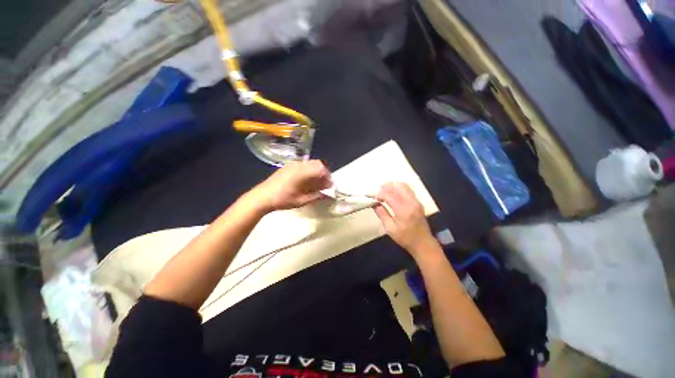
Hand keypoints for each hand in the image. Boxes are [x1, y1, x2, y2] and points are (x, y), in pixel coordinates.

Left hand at [249, 160, 331, 211]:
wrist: (262, 197)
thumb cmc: (283, 199)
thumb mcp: (301, 200)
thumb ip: (316, 196)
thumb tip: (327, 194)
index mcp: (303, 172)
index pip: (321, 168)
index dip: (328, 176)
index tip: (330, 185)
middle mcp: (299, 165)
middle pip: (317, 163)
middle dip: (323, 173)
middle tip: (324, 184)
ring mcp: (292, 164)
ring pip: (310, 164)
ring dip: (316, 172)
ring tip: (316, 183)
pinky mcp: (288, 166)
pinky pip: (303, 165)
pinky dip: (309, 171)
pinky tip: (306, 181)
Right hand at [374, 183, 437, 255]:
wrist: (423, 243)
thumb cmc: (405, 238)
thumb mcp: (390, 229)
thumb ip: (382, 214)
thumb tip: (374, 204)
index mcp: (403, 210)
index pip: (389, 195)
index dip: (379, 194)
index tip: (373, 197)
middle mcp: (411, 202)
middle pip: (397, 186)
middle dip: (386, 187)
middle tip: (377, 191)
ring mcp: (416, 201)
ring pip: (404, 186)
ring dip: (392, 186)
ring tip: (384, 190)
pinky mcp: (418, 202)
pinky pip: (407, 190)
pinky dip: (398, 188)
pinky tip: (393, 193)